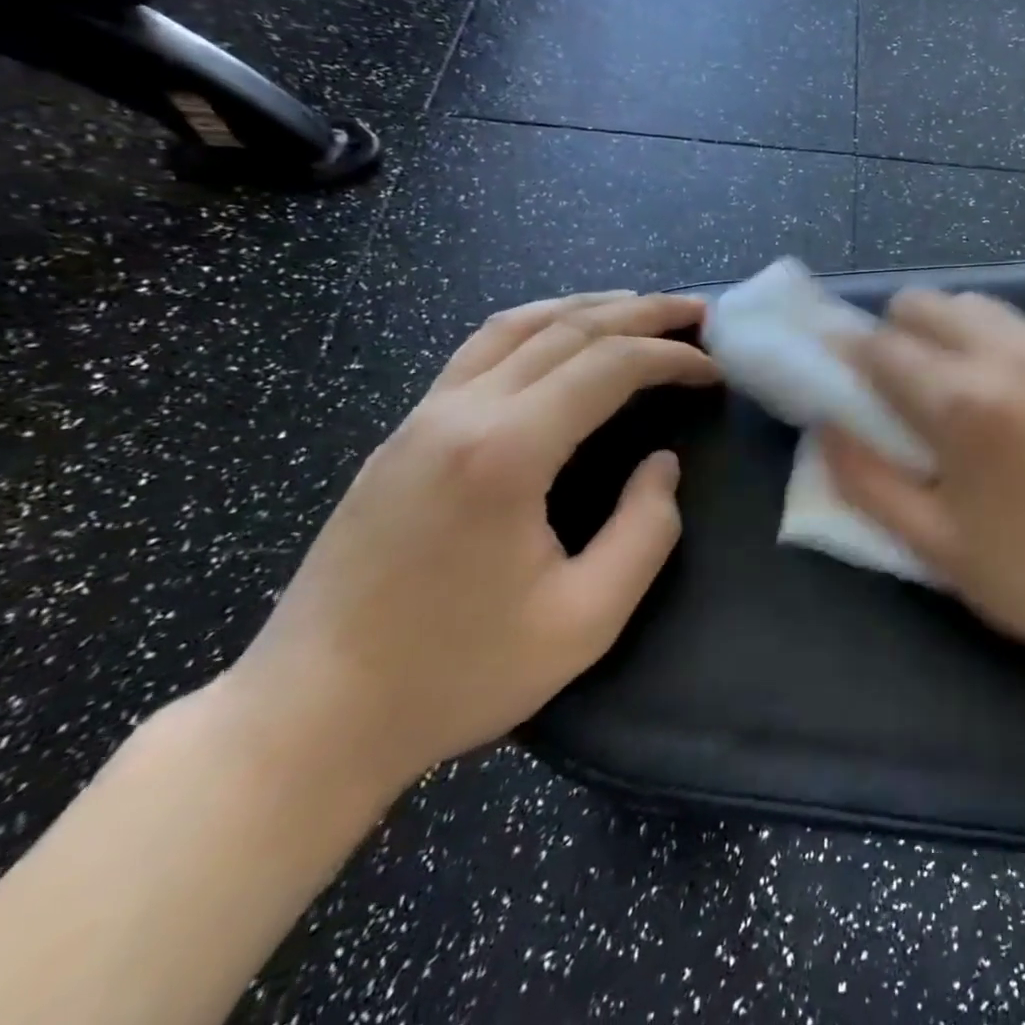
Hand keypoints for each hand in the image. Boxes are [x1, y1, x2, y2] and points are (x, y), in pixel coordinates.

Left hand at [226, 292, 720, 794]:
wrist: (308, 718)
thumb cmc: (456, 674)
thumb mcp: (585, 620)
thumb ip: (645, 531)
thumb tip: (662, 464)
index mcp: (506, 453)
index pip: (608, 366)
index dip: (672, 357)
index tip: (716, 370)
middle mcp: (461, 413)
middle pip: (567, 329)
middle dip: (642, 312)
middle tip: (698, 312)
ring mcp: (422, 418)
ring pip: (516, 325)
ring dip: (588, 306)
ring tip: (640, 306)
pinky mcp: (402, 435)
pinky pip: (479, 350)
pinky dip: (537, 325)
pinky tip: (561, 337)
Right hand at [822, 290, 1024, 669]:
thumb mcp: (936, 547)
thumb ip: (866, 480)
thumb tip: (828, 428)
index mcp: (963, 403)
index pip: (879, 345)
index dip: (846, 356)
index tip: (837, 377)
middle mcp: (1010, 356)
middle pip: (924, 303)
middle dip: (894, 336)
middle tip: (897, 391)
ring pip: (975, 305)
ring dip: (946, 334)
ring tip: (956, 393)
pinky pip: (1022, 328)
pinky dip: (994, 345)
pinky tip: (1011, 402)